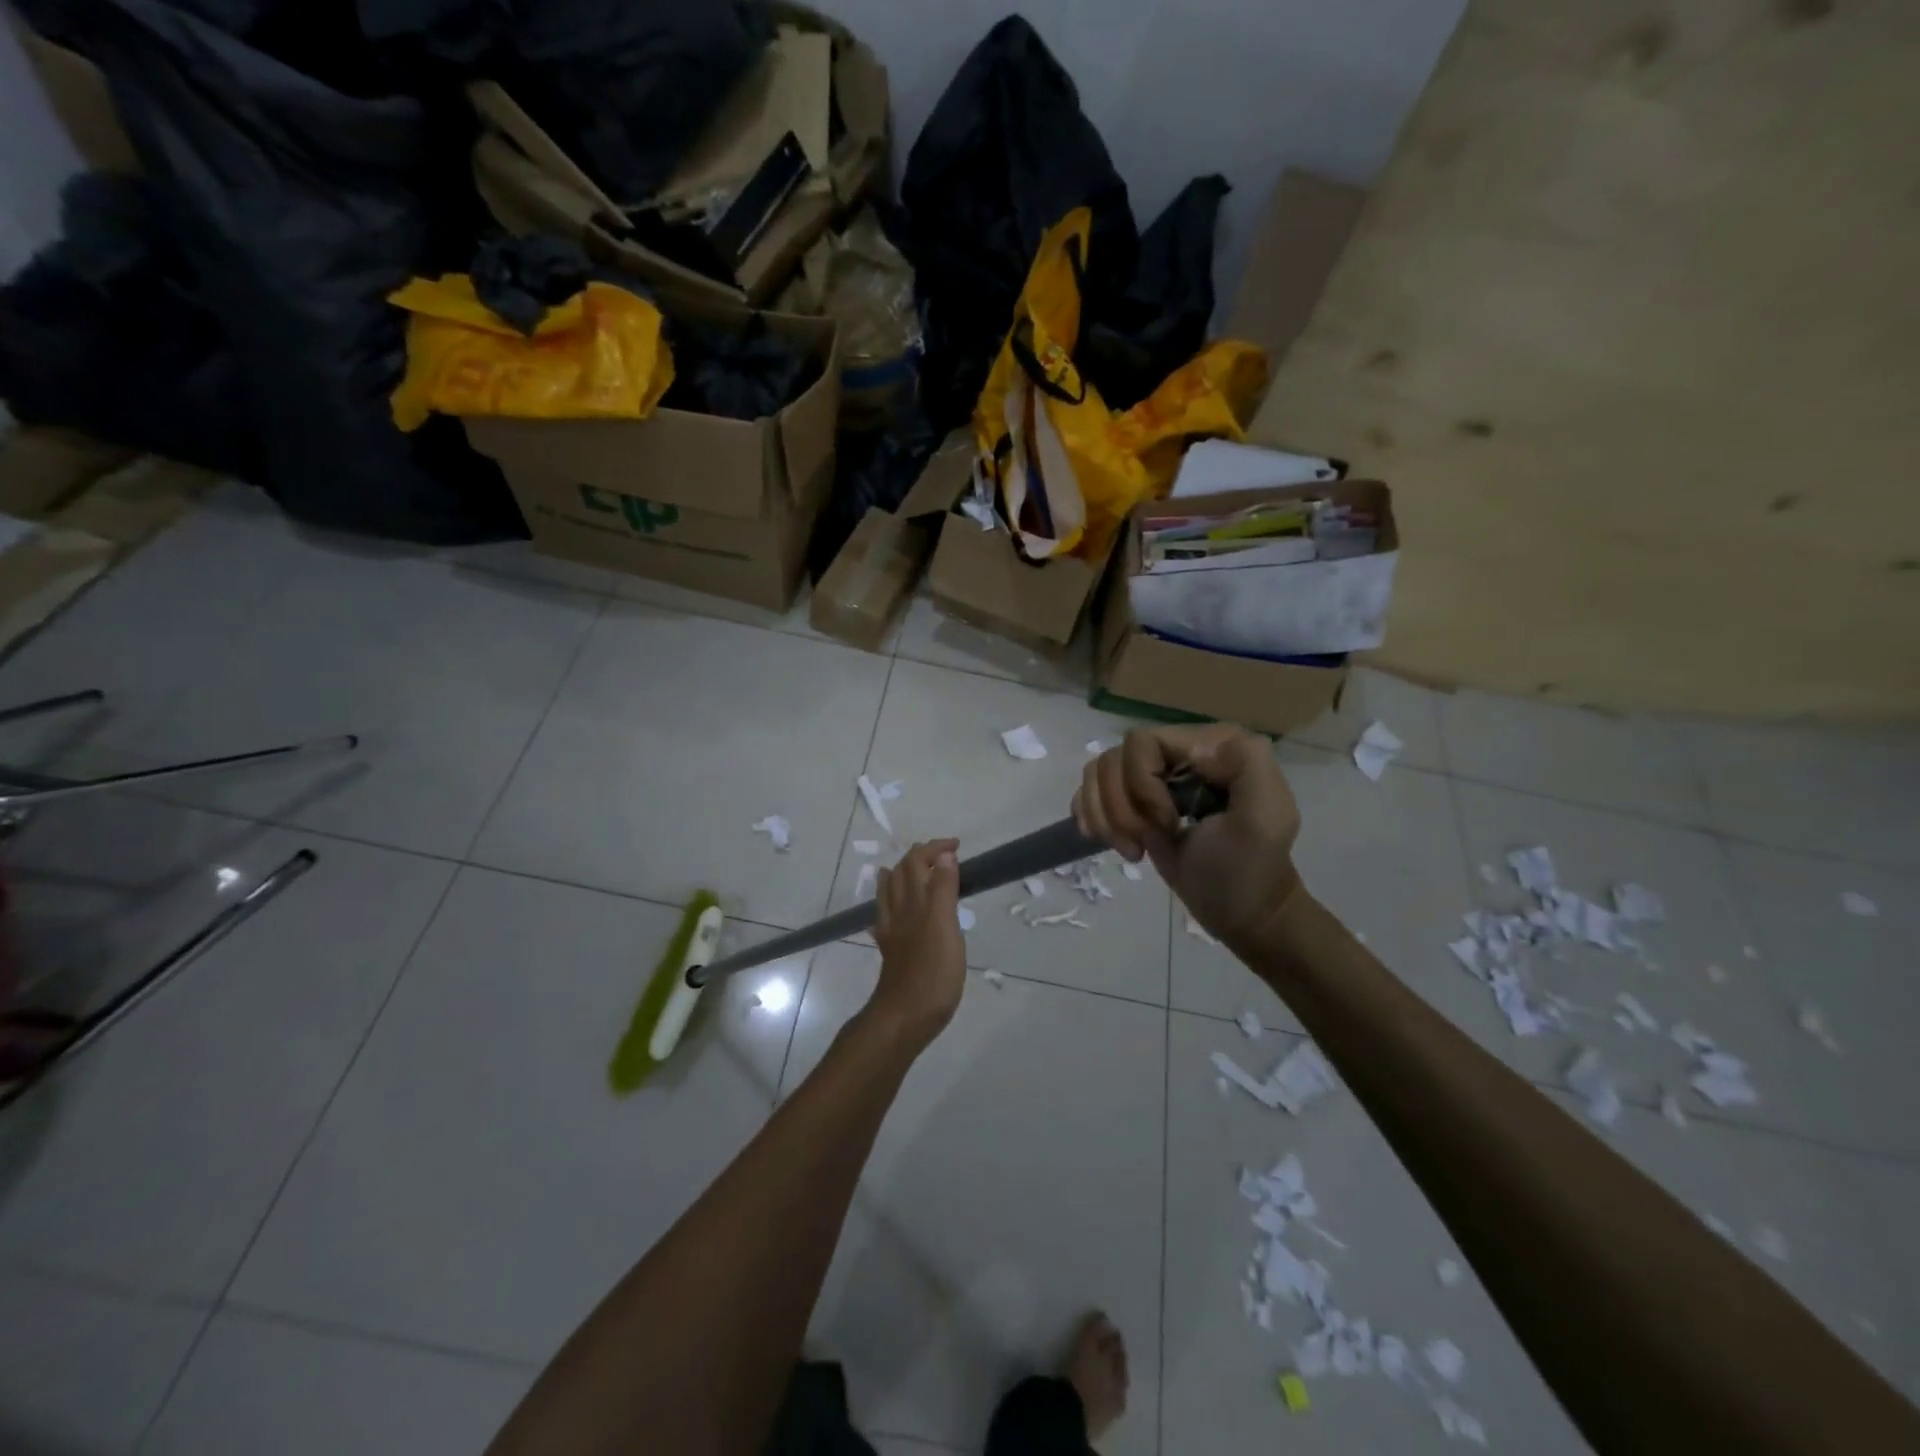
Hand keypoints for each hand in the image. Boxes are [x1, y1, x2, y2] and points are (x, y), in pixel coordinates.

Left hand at [867, 839, 965, 1047]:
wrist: (905, 1017)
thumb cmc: (932, 972)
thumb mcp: (945, 926)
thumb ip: (943, 889)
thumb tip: (945, 855)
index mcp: (914, 902)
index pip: (917, 862)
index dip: (935, 849)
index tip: (957, 846)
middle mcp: (898, 911)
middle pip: (900, 873)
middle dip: (917, 857)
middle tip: (941, 854)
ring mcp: (892, 932)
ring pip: (890, 893)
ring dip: (900, 874)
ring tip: (911, 869)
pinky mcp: (892, 951)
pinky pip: (886, 917)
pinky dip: (892, 903)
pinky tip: (894, 910)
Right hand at [1073, 726, 1304, 950]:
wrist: (1241, 912)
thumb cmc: (1249, 869)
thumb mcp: (1266, 816)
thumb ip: (1247, 763)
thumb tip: (1192, 748)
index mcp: (1210, 744)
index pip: (1142, 742)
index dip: (1143, 785)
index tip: (1169, 824)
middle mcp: (1178, 750)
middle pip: (1113, 759)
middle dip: (1122, 807)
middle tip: (1147, 840)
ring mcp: (1151, 775)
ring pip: (1097, 773)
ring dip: (1106, 816)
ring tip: (1133, 847)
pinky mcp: (1131, 799)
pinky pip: (1089, 790)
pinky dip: (1091, 817)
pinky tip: (1109, 841)